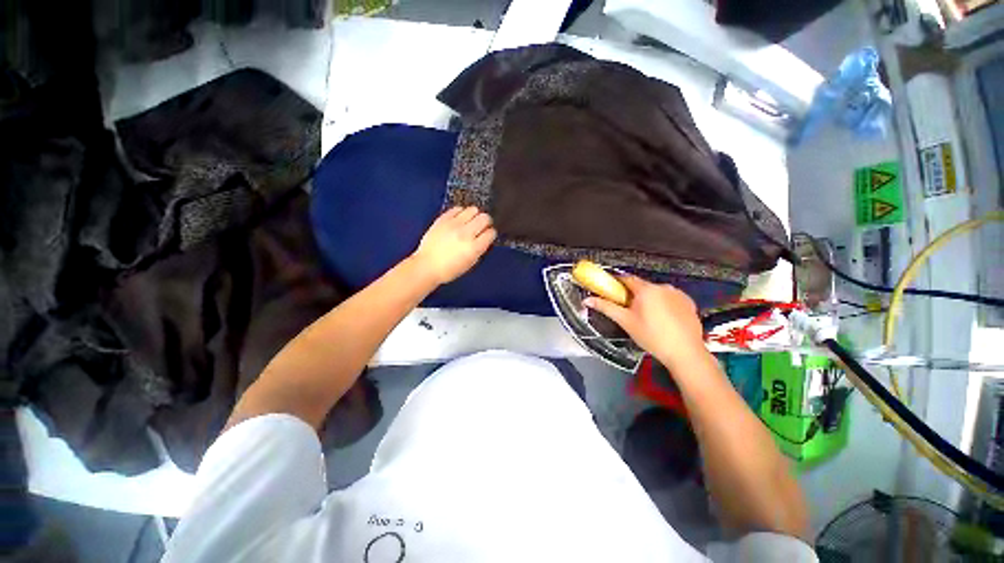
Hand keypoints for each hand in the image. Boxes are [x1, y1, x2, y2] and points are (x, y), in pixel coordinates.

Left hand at [411, 206, 496, 284]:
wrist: (427, 266)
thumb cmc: (449, 269)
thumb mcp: (470, 264)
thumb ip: (480, 250)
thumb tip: (485, 239)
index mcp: (474, 248)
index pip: (491, 233)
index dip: (491, 234)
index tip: (488, 235)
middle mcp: (465, 234)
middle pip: (485, 218)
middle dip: (486, 222)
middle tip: (482, 227)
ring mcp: (453, 224)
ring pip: (473, 209)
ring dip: (475, 215)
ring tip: (471, 221)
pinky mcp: (443, 219)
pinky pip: (457, 208)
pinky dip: (461, 212)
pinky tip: (460, 219)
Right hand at [584, 276, 707, 369]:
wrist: (684, 353)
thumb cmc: (653, 337)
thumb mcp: (625, 321)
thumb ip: (606, 307)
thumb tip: (588, 300)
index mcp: (646, 290)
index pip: (626, 278)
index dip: (617, 283)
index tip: (611, 290)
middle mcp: (663, 287)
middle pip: (642, 286)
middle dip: (633, 295)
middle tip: (628, 311)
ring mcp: (678, 294)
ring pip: (656, 293)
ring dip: (649, 300)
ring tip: (648, 319)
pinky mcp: (688, 302)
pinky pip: (670, 298)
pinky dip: (664, 304)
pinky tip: (663, 320)